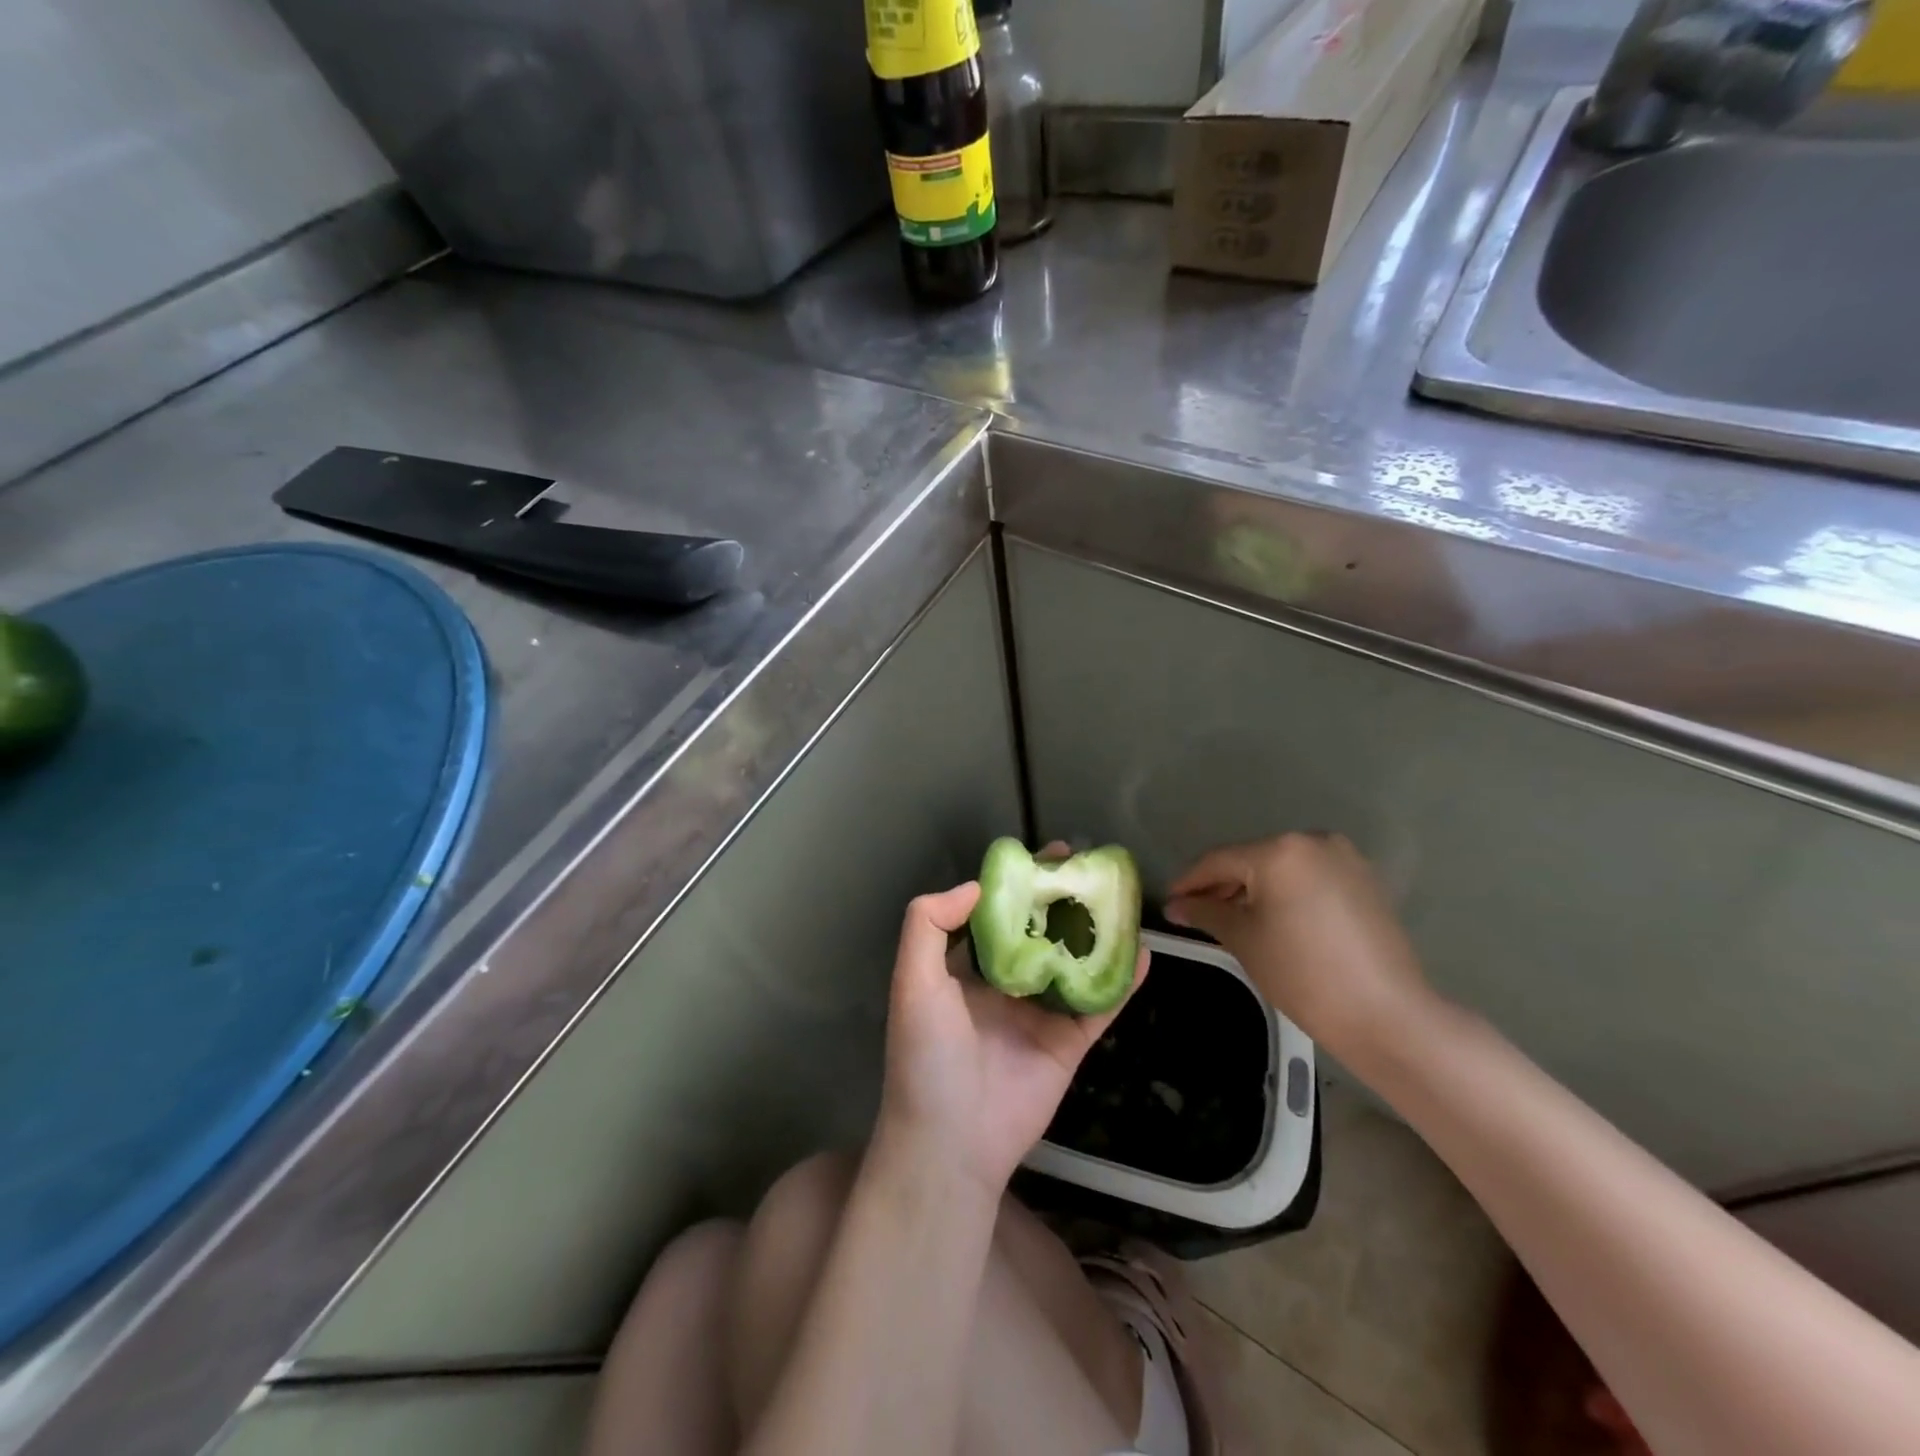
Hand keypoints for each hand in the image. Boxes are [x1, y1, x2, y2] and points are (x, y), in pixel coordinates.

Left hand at [875, 866, 1147, 1194]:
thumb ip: (929, 924)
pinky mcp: (1069, 1044)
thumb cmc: (927, 1055)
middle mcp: (1005, 985)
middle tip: (1087, 866)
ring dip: (1095, 932)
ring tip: (1120, 897)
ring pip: (1074, 963)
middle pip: (1040, 932)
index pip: (998, 914)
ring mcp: (1040, 1014)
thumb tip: (976, 886)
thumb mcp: (912, 981)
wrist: (951, 1141)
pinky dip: (1123, 980)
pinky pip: (1100, 1005)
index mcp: (966, 969)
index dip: (1019, 884)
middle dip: (1061, 899)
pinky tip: (1145, 951)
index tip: (1045, 856)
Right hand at [1165, 832, 1435, 1063]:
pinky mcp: (1364, 879)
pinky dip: (1286, 893)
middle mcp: (1313, 841)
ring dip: (1254, 890)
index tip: (1168, 903)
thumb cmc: (1303, 974)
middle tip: (1196, 914)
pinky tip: (1273, 920)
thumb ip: (1205, 912)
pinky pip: (1309, 878)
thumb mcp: (1244, 939)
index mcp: (1280, 850)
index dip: (1189, 882)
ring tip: (1232, 920)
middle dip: (1222, 886)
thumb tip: (1176, 905)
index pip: (1219, 861)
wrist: (1387, 1015)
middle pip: (1251, 860)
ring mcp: (1344, 858)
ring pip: (1281, 868)